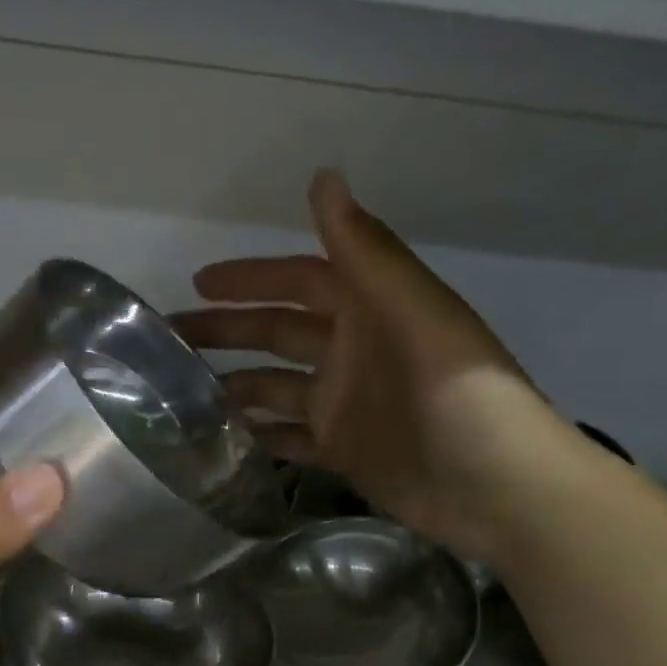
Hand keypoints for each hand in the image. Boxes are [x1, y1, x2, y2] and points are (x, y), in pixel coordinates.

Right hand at [172, 169, 578, 560]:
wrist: (496, 488)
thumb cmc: (459, 395)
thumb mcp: (413, 313)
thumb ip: (365, 251)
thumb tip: (323, 177)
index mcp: (370, 311)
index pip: (299, 280)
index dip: (252, 278)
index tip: (198, 283)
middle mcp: (352, 352)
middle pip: (278, 333)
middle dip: (226, 331)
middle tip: (169, 341)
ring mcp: (345, 405)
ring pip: (276, 386)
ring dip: (234, 384)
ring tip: (182, 394)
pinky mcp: (342, 451)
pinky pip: (289, 438)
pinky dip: (258, 436)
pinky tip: (220, 438)